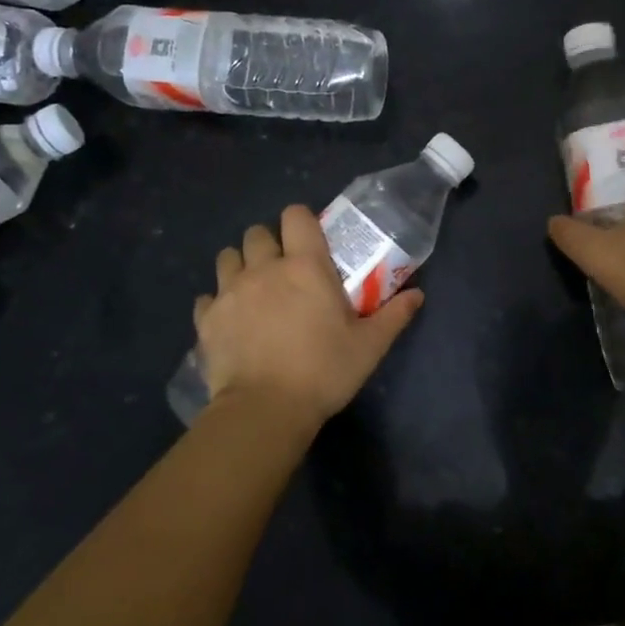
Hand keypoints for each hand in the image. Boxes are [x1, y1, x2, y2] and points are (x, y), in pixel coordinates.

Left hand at [193, 205, 423, 432]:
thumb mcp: (369, 346)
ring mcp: (230, 292)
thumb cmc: (323, 371)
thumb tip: (418, 295)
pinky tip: (230, 320)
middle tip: (283, 269)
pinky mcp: (206, 320)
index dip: (302, 221)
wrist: (264, 409)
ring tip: (253, 289)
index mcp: (305, 266)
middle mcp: (264, 268)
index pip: (296, 215)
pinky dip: (218, 302)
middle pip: (257, 232)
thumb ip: (394, 315)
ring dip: (240, 265)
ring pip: (227, 257)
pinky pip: (207, 297)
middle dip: (269, 243)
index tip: (311, 241)